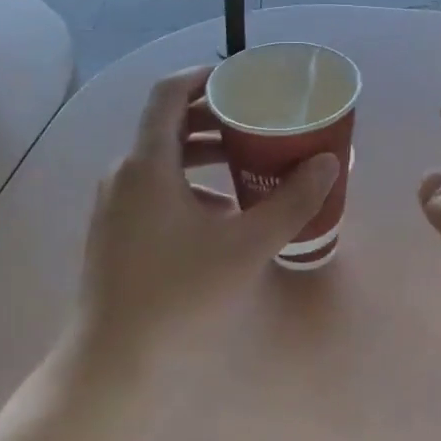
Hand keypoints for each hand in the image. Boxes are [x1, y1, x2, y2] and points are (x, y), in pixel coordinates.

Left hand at [73, 66, 338, 367]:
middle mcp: (124, 173)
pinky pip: (154, 187)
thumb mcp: (245, 247)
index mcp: (147, 163)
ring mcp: (115, 204)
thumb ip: (290, 202)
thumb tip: (328, 162)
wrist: (113, 366)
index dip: (203, 75)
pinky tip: (222, 214)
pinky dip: (188, 183)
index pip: (168, 93)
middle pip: (168, 124)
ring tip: (247, 161)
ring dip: (203, 152)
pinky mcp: (115, 231)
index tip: (241, 77)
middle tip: (256, 119)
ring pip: (162, 158)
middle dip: (213, 116)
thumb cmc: (178, 297)